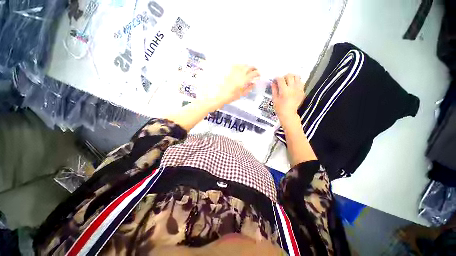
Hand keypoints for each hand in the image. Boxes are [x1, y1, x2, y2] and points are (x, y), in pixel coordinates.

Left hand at [204, 65, 259, 109]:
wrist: (216, 95)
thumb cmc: (228, 97)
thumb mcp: (240, 95)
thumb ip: (248, 88)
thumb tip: (253, 84)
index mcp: (243, 80)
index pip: (253, 74)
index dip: (257, 74)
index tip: (258, 75)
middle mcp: (238, 73)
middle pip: (248, 67)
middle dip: (253, 68)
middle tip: (254, 71)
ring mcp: (232, 70)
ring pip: (242, 65)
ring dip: (246, 66)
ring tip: (248, 69)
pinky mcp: (227, 70)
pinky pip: (235, 65)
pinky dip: (239, 66)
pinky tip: (239, 69)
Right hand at [271, 74, 304, 121]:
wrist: (288, 114)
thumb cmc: (279, 108)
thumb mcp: (274, 99)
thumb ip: (274, 89)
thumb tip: (273, 82)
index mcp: (284, 90)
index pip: (280, 79)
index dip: (277, 78)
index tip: (275, 80)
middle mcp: (293, 88)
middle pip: (290, 75)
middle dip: (284, 76)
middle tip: (282, 81)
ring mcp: (299, 89)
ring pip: (297, 77)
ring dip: (292, 77)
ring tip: (289, 82)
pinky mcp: (302, 91)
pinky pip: (301, 82)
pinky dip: (297, 82)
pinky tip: (293, 86)